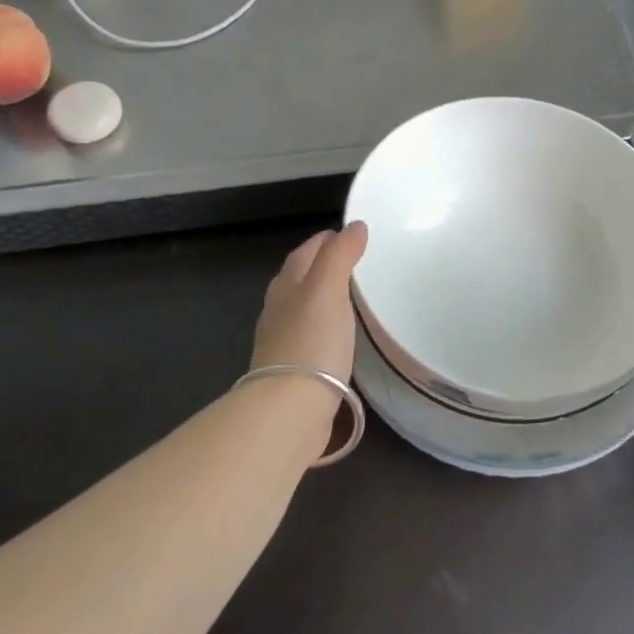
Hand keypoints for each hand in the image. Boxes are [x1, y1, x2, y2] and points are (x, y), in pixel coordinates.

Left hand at [252, 223, 368, 381]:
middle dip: (319, 266)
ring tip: (347, 296)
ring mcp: (283, 343)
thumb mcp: (328, 289)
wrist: (291, 407)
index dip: (323, 241)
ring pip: (301, 310)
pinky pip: (310, 339)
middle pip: (297, 280)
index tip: (346, 233)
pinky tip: (337, 337)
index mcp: (286, 287)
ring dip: (320, 299)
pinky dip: (323, 329)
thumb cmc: (312, 341)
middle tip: (349, 261)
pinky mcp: (294, 372)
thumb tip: (354, 226)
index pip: (303, 254)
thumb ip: (340, 255)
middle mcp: (279, 312)